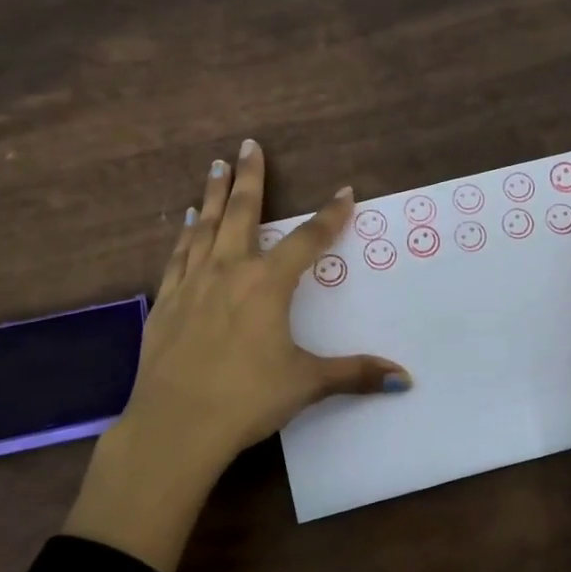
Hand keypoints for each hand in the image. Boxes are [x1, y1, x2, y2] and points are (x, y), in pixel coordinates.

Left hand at [64, 140, 410, 571]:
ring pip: (205, 227)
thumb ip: (354, 374)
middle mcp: (228, 272)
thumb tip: (405, 380)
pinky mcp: (165, 303)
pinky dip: (185, 234)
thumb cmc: (246, 398)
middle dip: (249, 178)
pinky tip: (186, 223)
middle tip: (248, 146)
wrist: (174, 425)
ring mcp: (191, 284)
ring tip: (215, 168)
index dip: (330, 216)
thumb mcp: (306, 383)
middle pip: (241, 213)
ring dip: (212, 196)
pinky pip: (178, 256)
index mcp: (267, 284)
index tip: (345, 191)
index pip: (307, 240)